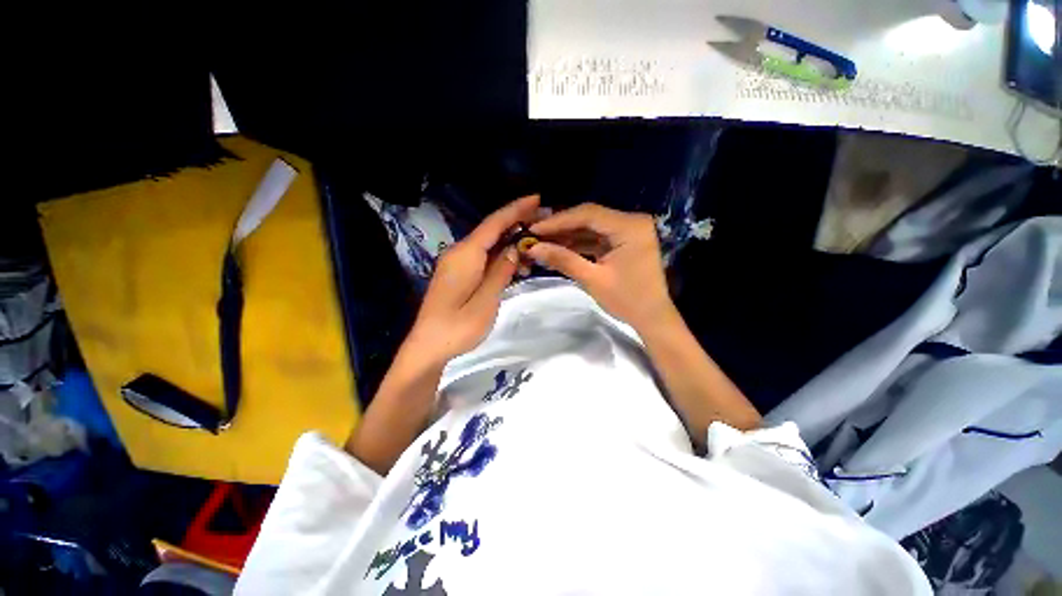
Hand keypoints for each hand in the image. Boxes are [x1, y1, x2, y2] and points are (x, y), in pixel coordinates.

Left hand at [405, 195, 541, 363]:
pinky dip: (501, 257)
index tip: (537, 199)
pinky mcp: (458, 274)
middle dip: (517, 223)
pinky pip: (483, 258)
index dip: (516, 210)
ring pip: (489, 245)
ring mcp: (457, 263)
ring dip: (511, 243)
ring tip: (535, 250)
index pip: (494, 224)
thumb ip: (500, 272)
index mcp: (465, 255)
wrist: (428, 347)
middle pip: (491, 230)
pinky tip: (516, 265)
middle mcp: (459, 253)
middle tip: (543, 222)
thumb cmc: (457, 327)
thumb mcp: (485, 301)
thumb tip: (513, 250)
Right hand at [528, 203, 674, 330]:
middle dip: (561, 226)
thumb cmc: (627, 300)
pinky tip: (559, 248)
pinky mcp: (624, 242)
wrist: (652, 318)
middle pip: (589, 217)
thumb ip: (563, 260)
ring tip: (543, 241)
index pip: (588, 214)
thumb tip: (532, 248)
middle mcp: (631, 222)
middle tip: (535, 234)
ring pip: (591, 227)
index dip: (558, 220)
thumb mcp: (593, 279)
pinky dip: (579, 243)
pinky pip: (597, 238)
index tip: (534, 229)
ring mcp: (628, 231)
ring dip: (568, 235)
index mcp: (630, 227)